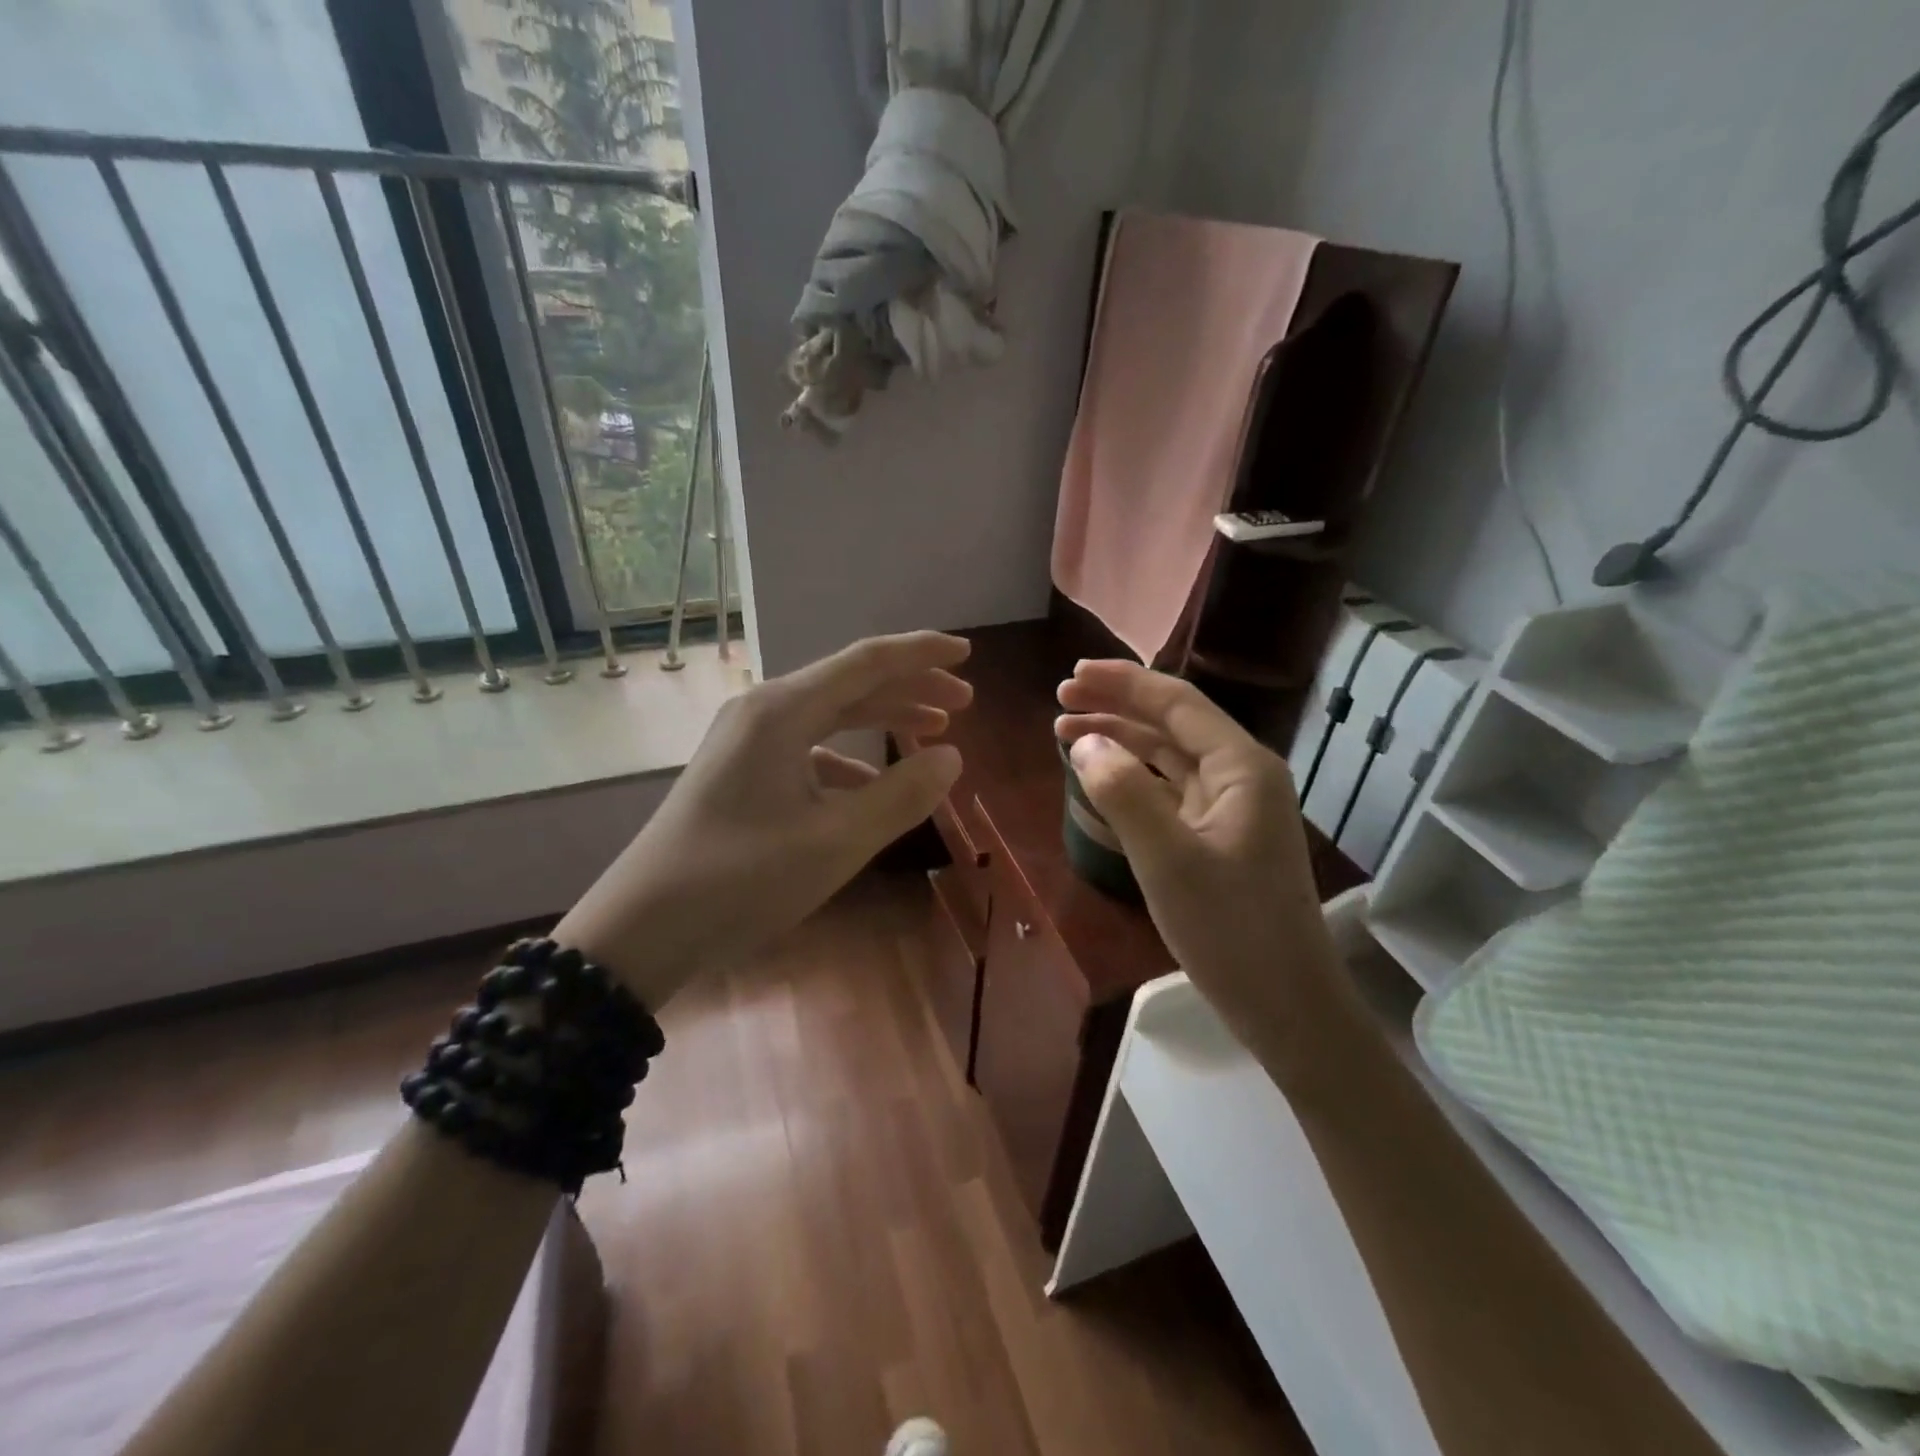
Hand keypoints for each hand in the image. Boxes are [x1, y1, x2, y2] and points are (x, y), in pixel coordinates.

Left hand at [558, 632, 970, 1006]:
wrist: (641, 929)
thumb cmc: (741, 880)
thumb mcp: (836, 842)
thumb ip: (901, 795)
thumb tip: (951, 757)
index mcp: (783, 711)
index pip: (867, 662)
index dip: (921, 653)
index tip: (968, 652)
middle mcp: (762, 711)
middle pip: (849, 684)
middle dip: (910, 687)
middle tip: (963, 702)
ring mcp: (745, 741)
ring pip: (829, 715)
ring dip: (882, 720)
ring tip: (932, 732)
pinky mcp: (739, 772)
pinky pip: (807, 750)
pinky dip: (848, 759)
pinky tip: (872, 787)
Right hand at [1056, 660, 1358, 1084]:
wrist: (1285, 1005)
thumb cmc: (1230, 930)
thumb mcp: (1168, 860)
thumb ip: (1124, 793)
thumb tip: (1084, 742)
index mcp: (1242, 767)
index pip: (1176, 703)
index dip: (1122, 683)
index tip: (1071, 676)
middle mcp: (1241, 776)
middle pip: (1172, 724)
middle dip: (1116, 707)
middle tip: (1060, 703)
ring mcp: (1232, 808)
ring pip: (1168, 757)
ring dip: (1120, 741)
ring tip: (1066, 734)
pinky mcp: (1218, 838)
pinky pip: (1169, 790)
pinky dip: (1133, 778)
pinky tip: (1101, 779)